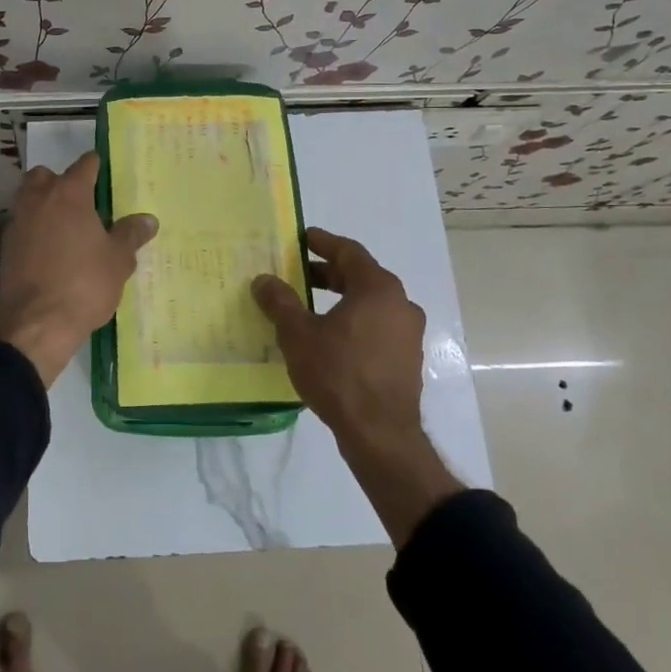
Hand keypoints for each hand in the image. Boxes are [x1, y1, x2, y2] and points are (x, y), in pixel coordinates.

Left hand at [0, 151, 157, 384]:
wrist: (36, 324)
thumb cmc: (84, 285)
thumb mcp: (118, 261)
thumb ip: (130, 235)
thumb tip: (148, 219)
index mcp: (69, 194)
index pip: (84, 165)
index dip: (96, 165)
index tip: (104, 169)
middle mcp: (39, 199)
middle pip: (45, 175)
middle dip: (60, 181)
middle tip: (81, 201)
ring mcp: (17, 222)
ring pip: (29, 198)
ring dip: (44, 204)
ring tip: (66, 227)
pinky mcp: (5, 247)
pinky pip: (22, 226)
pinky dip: (34, 230)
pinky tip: (49, 251)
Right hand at [251, 228, 426, 449]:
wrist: (379, 433)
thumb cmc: (338, 373)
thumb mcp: (298, 334)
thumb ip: (280, 302)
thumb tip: (263, 280)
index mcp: (378, 288)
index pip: (349, 252)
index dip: (323, 242)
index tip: (303, 237)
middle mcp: (400, 304)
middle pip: (362, 276)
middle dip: (329, 273)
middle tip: (300, 273)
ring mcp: (407, 334)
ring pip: (370, 304)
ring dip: (341, 299)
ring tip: (310, 307)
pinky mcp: (406, 359)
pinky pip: (377, 327)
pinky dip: (354, 322)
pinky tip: (330, 338)